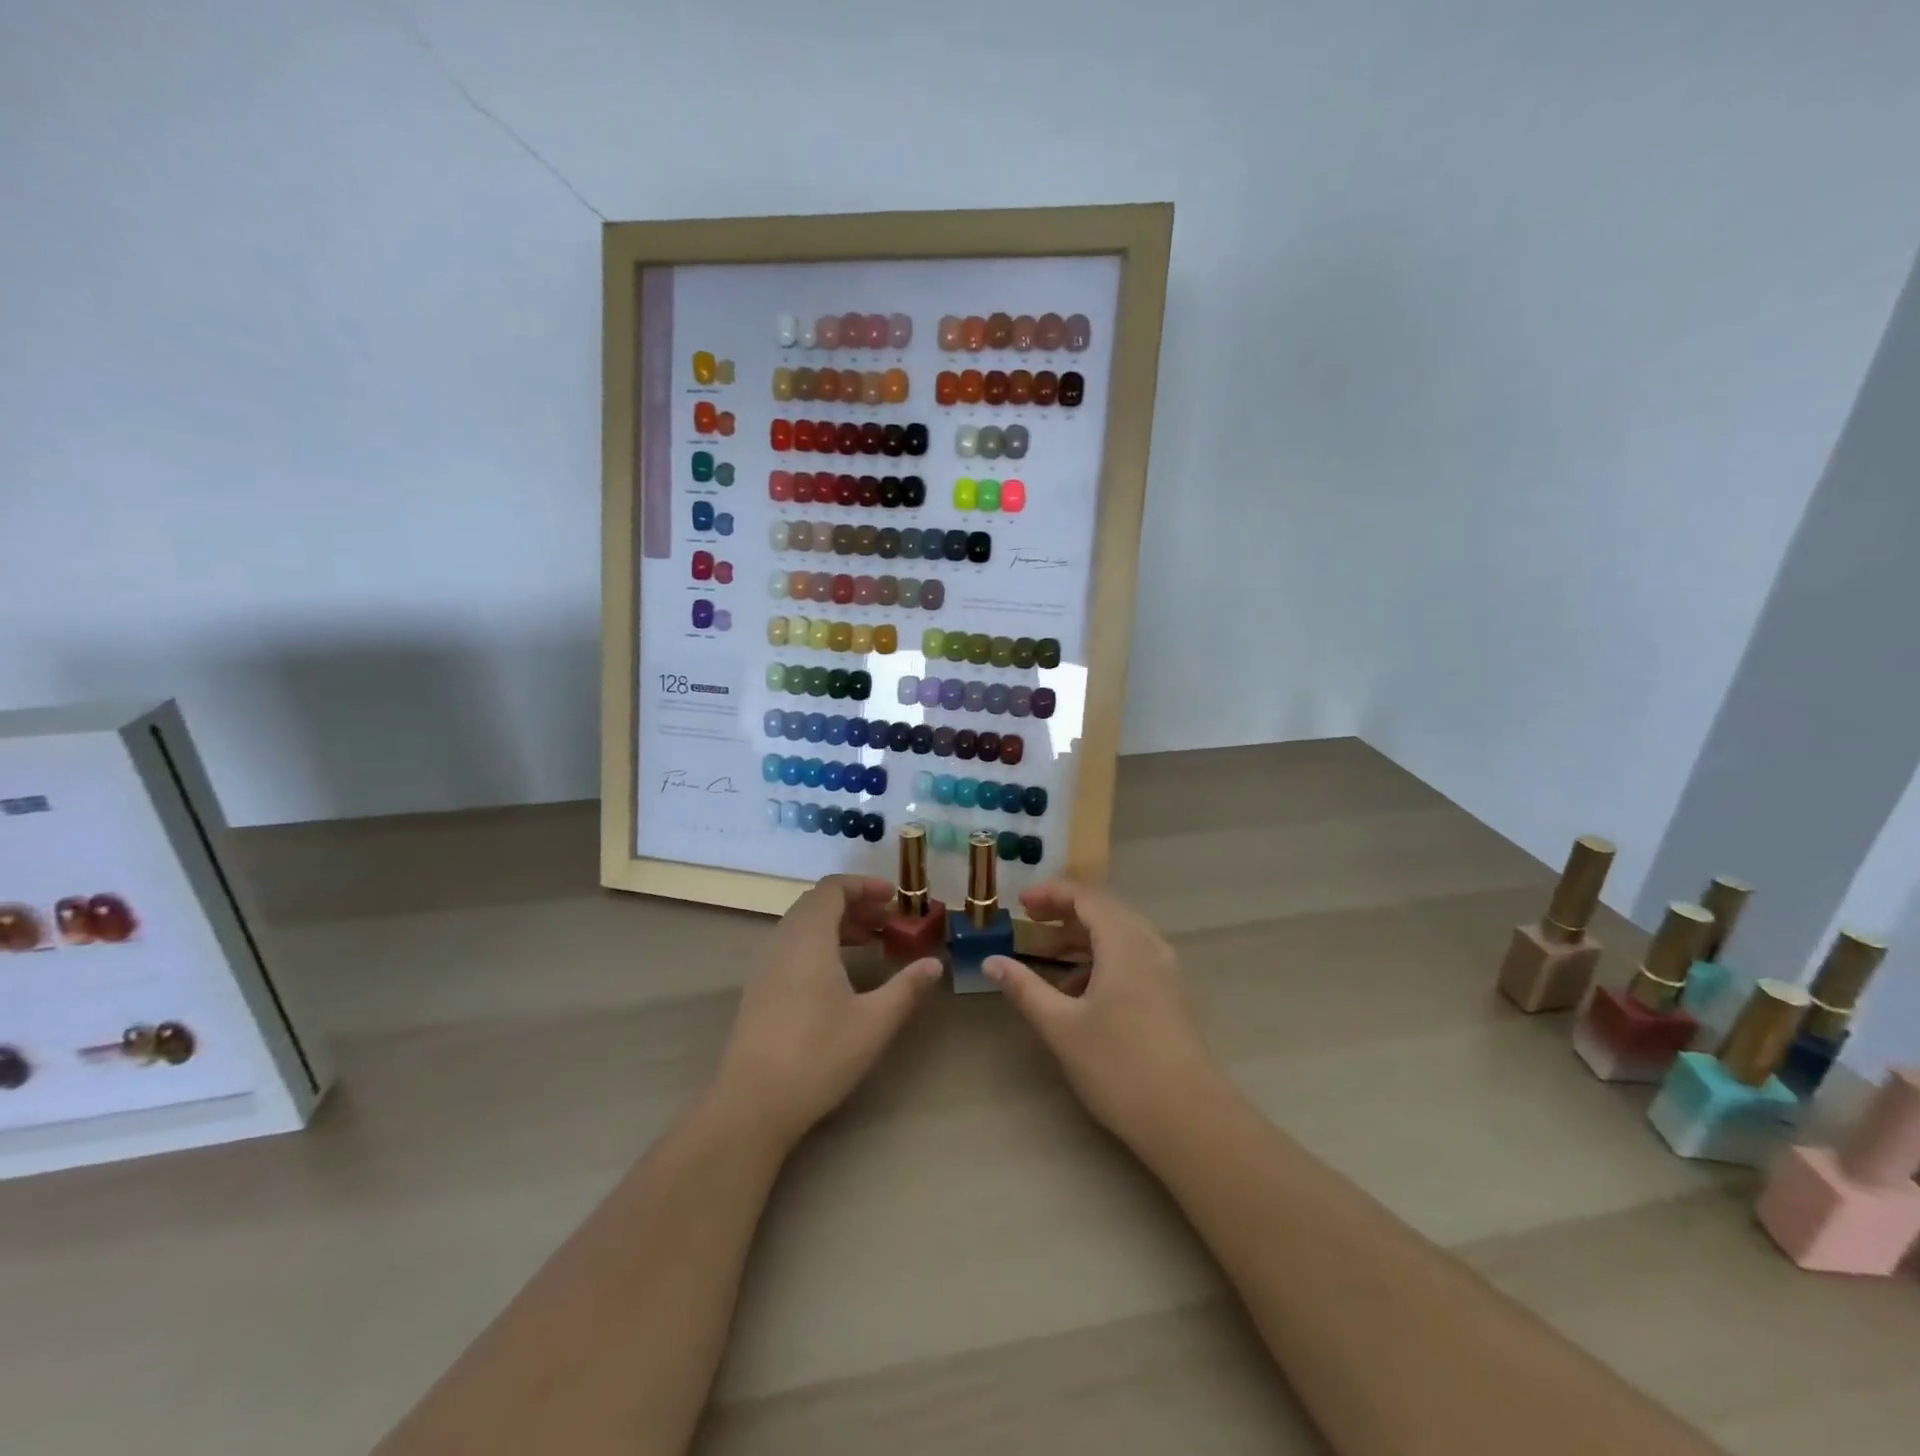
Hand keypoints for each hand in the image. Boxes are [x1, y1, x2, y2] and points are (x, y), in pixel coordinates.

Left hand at [713, 874, 940, 1149]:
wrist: (751, 1105)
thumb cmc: (817, 1056)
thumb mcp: (874, 1022)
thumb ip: (906, 988)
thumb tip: (934, 963)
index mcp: (808, 938)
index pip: (832, 888)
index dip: (864, 886)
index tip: (895, 898)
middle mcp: (782, 942)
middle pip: (817, 904)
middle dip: (855, 905)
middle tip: (888, 922)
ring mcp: (765, 966)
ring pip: (802, 926)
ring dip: (837, 925)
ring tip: (869, 944)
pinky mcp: (758, 990)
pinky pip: (791, 947)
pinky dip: (819, 944)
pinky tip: (839, 976)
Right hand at [985, 882, 1217, 1138]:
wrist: (1189, 1120)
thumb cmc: (1119, 1066)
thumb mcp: (1061, 1027)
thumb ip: (1024, 989)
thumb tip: (991, 962)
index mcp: (1125, 943)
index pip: (1086, 897)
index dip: (1051, 893)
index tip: (1020, 903)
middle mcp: (1150, 947)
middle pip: (1105, 911)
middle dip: (1064, 913)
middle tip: (1030, 923)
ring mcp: (1165, 972)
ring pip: (1120, 936)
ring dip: (1082, 938)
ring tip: (1047, 957)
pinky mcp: (1171, 996)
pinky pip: (1132, 958)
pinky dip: (1102, 959)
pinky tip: (1079, 992)